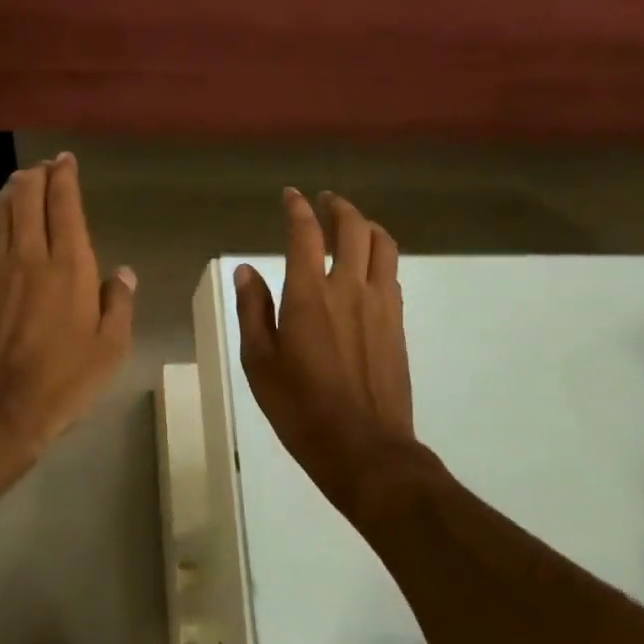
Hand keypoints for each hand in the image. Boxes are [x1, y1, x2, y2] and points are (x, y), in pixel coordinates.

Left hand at [0, 153, 134, 508]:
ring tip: (16, 179)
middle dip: (36, 177)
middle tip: (42, 165)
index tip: (65, 160)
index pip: (66, 208)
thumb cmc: (61, 383)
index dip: (65, 179)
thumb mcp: (109, 351)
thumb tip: (123, 273)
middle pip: (28, 201)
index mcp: (69, 268)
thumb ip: (118, 305)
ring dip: (7, 192)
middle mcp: (29, 257)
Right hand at [234, 190, 414, 510]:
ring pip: (382, 245)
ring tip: (352, 224)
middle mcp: (349, 288)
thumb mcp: (259, 362)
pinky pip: (392, 273)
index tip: (290, 195)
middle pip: (353, 229)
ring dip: (366, 226)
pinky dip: (379, 256)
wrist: (364, 447)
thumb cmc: (300, 407)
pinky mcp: (397, 323)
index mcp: (309, 294)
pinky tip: (368, 266)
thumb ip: (253, 311)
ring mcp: (380, 304)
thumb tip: (246, 270)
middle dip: (338, 207)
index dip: (297, 209)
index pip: (305, 234)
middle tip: (325, 201)